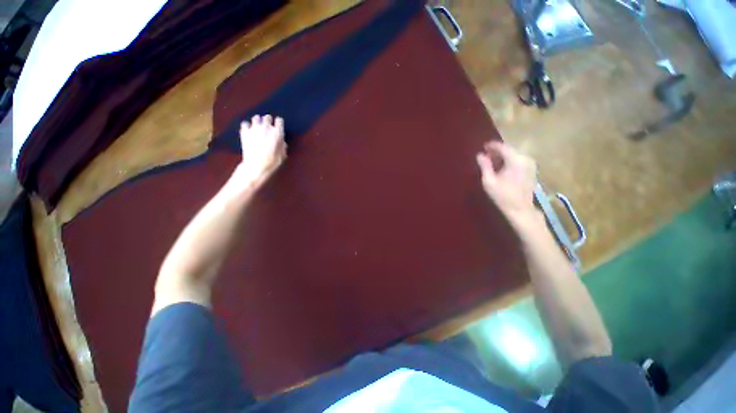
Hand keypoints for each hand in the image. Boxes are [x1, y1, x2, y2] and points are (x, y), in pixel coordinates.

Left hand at [230, 114, 286, 187]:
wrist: (255, 166)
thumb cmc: (271, 163)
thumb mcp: (282, 156)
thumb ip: (283, 146)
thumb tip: (282, 141)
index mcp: (277, 133)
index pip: (279, 121)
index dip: (279, 123)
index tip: (278, 125)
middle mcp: (266, 128)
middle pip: (267, 117)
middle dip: (268, 121)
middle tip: (268, 126)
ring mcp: (254, 129)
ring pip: (256, 118)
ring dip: (258, 121)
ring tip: (258, 126)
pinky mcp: (244, 132)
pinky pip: (245, 123)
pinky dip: (247, 126)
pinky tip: (249, 131)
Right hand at [476, 141, 537, 224]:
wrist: (520, 209)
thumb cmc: (502, 196)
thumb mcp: (489, 181)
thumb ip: (484, 166)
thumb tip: (480, 155)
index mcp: (516, 160)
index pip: (503, 147)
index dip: (492, 146)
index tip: (483, 146)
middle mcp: (526, 159)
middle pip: (509, 150)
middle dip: (497, 151)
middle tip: (485, 155)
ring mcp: (531, 164)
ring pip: (514, 154)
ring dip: (502, 156)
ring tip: (491, 162)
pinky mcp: (532, 170)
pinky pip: (518, 160)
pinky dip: (509, 161)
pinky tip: (501, 167)